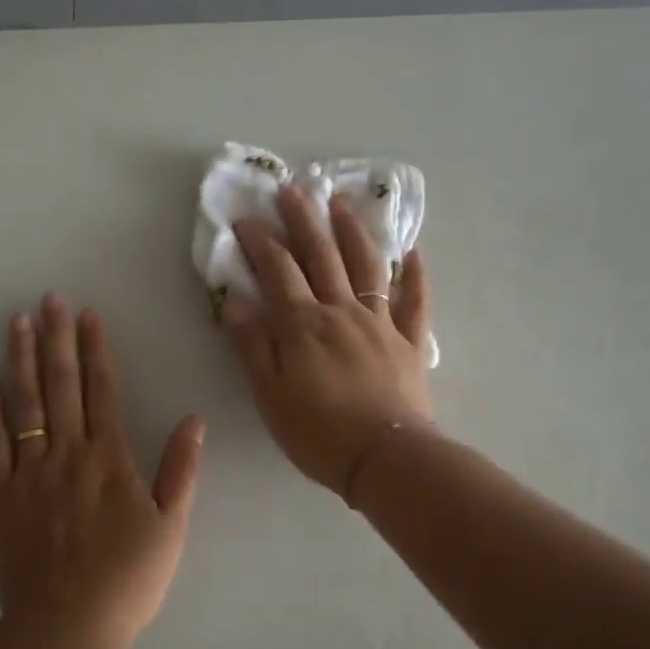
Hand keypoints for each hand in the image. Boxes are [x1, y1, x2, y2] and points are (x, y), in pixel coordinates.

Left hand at [0, 295, 205, 647]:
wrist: (68, 625)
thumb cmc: (128, 579)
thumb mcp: (171, 527)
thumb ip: (181, 470)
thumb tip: (193, 420)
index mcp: (110, 459)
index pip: (102, 391)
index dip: (96, 350)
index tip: (88, 315)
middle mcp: (68, 454)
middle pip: (62, 385)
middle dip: (56, 339)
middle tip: (49, 299)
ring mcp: (30, 472)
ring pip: (26, 403)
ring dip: (21, 359)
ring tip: (18, 321)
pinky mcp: (1, 494)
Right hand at [223, 186, 433, 496]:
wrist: (386, 459)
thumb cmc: (319, 433)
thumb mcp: (270, 395)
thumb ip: (252, 346)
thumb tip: (234, 301)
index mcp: (304, 325)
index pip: (278, 270)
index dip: (260, 241)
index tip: (245, 218)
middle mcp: (343, 312)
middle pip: (322, 256)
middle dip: (304, 219)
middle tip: (292, 189)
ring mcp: (381, 324)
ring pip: (367, 266)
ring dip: (353, 231)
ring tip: (342, 203)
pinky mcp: (410, 342)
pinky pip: (415, 302)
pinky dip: (415, 276)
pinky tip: (412, 254)